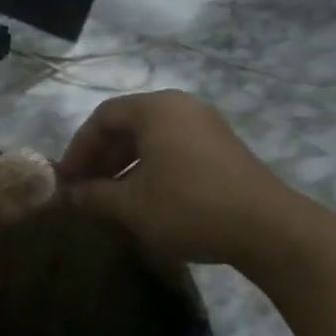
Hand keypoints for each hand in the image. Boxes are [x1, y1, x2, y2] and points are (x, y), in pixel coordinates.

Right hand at [56, 91, 294, 264]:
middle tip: (85, 189)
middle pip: (127, 124)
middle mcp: (181, 107)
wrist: (268, 229)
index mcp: (156, 109)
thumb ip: (94, 195)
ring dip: (124, 165)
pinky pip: (173, 148)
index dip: (79, 148)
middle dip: (101, 157)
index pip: (102, 117)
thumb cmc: (188, 207)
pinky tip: (145, 198)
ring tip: (110, 197)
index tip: (67, 179)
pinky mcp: (222, 148)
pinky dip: (151, 168)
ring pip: (151, 138)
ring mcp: (206, 126)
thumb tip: (71, 194)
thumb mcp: (131, 205)